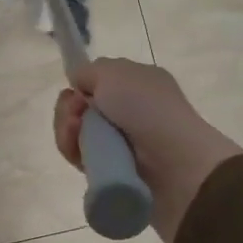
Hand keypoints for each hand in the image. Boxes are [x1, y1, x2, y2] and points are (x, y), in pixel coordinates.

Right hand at [53, 59, 242, 242]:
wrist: (175, 164)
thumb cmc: (146, 108)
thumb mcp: (114, 72)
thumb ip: (88, 72)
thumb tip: (79, 86)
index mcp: (137, 84)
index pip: (98, 83)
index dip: (81, 86)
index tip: (77, 91)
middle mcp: (129, 112)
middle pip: (82, 108)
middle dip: (69, 108)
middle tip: (76, 113)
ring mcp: (121, 143)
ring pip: (77, 133)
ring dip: (67, 129)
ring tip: (75, 132)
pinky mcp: (112, 171)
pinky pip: (81, 158)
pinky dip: (73, 151)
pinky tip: (77, 150)